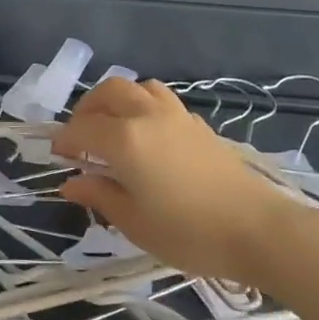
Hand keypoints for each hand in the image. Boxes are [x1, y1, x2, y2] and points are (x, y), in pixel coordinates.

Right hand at [53, 78, 296, 285]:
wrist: (259, 230)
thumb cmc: (189, 232)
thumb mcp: (133, 222)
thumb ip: (99, 196)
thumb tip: (71, 183)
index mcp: (124, 139)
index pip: (81, 129)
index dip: (64, 141)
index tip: (59, 158)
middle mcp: (146, 116)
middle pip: (108, 92)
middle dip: (87, 109)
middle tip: (81, 137)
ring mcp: (176, 116)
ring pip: (138, 87)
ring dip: (118, 100)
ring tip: (113, 127)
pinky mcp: (198, 125)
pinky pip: (161, 100)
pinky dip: (144, 107)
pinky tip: (147, 137)